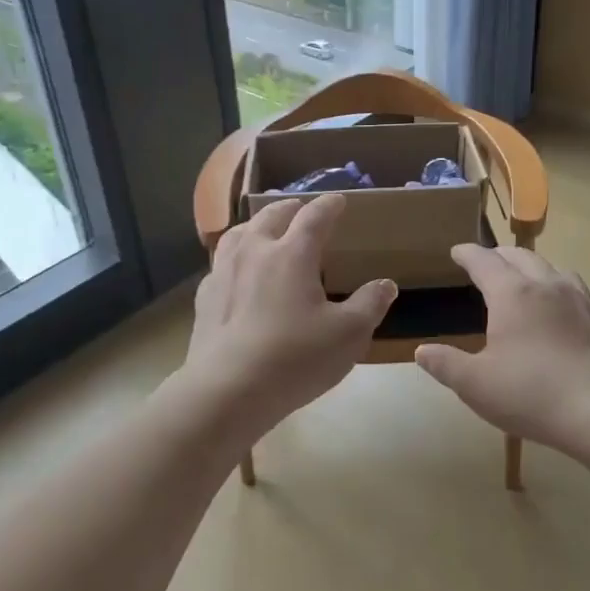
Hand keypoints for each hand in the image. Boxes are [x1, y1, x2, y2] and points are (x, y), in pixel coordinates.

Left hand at [183, 195, 396, 435]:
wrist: (228, 390)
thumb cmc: (295, 358)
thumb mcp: (349, 335)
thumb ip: (370, 304)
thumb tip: (385, 284)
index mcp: (292, 254)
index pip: (314, 217)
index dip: (329, 205)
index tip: (338, 200)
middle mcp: (255, 252)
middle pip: (271, 216)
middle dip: (290, 208)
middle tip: (300, 208)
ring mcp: (224, 272)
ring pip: (239, 233)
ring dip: (256, 226)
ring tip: (264, 230)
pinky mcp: (205, 297)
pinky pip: (221, 263)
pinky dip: (234, 257)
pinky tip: (237, 273)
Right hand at [415, 244, 589, 465]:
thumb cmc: (532, 393)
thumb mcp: (475, 384)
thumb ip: (446, 364)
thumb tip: (422, 351)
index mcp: (512, 294)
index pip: (485, 261)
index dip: (468, 254)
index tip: (457, 251)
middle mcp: (546, 286)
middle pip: (519, 256)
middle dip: (498, 255)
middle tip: (485, 262)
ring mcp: (577, 300)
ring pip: (550, 267)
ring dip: (530, 265)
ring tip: (521, 277)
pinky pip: (572, 287)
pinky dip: (555, 284)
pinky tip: (556, 306)